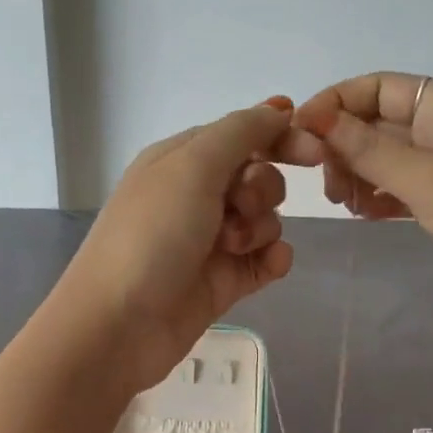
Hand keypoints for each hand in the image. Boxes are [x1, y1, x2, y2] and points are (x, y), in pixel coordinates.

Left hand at [57, 100, 294, 391]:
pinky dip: (272, 259)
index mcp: (181, 160)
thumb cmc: (152, 235)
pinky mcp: (223, 282)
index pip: (242, 135)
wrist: (119, 324)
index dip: (279, 138)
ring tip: (232, 248)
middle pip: (258, 178)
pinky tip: (268, 266)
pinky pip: (266, 260)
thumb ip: (241, 132)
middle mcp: (196, 197)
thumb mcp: (193, 166)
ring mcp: (210, 242)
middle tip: (238, 208)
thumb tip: (279, 108)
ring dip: (261, 228)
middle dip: (262, 190)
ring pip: (265, 220)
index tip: (313, 153)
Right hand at [278, 75, 432, 336]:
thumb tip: (317, 119)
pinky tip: (362, 213)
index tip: (301, 132)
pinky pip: (399, 187)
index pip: (380, 87)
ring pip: (386, 158)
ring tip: (341, 202)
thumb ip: (370, 150)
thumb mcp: (428, 181)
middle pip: (379, 122)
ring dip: (357, 173)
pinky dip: (376, 196)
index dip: (337, 103)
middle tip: (324, 181)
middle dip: (344, 145)